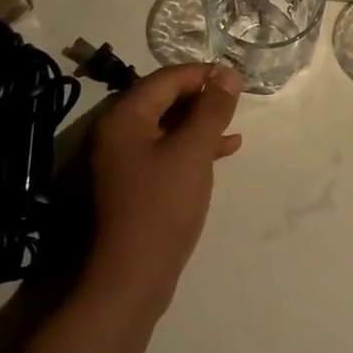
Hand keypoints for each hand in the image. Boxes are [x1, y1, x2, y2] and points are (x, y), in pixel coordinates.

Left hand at [85, 63, 243, 307]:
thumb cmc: (162, 206)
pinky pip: (166, 151)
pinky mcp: (133, 184)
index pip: (166, 78)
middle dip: (201, 97)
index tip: (235, 78)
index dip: (202, 73)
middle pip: (164, 99)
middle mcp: (117, 132)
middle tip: (235, 100)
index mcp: (125, 117)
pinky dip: (193, 147)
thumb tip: (228, 74)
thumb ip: (212, 109)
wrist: (131, 279)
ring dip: (200, 122)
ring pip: (167, 126)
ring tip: (234, 124)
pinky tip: (224, 151)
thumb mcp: (194, 151)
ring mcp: (122, 160)